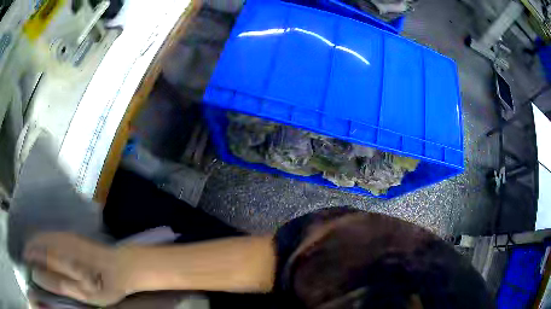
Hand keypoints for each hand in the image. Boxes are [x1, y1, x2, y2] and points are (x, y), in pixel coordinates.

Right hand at [24, 232, 134, 306]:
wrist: (123, 267)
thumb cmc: (105, 285)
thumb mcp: (83, 293)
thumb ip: (59, 284)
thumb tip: (39, 276)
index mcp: (61, 256)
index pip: (38, 252)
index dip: (29, 256)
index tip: (25, 262)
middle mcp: (61, 241)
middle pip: (38, 241)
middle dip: (29, 249)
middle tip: (27, 260)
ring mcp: (66, 236)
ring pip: (42, 235)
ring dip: (34, 243)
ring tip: (31, 255)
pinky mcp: (72, 236)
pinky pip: (50, 234)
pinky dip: (42, 240)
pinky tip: (42, 248)